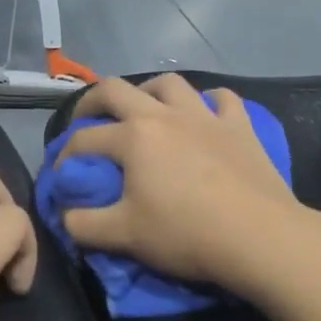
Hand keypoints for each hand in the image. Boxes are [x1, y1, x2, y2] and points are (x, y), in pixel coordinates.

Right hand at [58, 75, 304, 292]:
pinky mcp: (240, 126)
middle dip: (93, 101)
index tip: (62, 178)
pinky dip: (208, 102)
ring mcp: (206, 116)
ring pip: (171, 84)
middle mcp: (166, 115)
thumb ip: (84, 225)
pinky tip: (205, 114)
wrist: (258, 237)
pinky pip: (222, 99)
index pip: (85, 140)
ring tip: (145, 109)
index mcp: (133, 137)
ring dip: (149, 91)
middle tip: (87, 119)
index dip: (65, 157)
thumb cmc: (186, 234)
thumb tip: (66, 215)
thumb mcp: (123, 236)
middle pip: (118, 90)